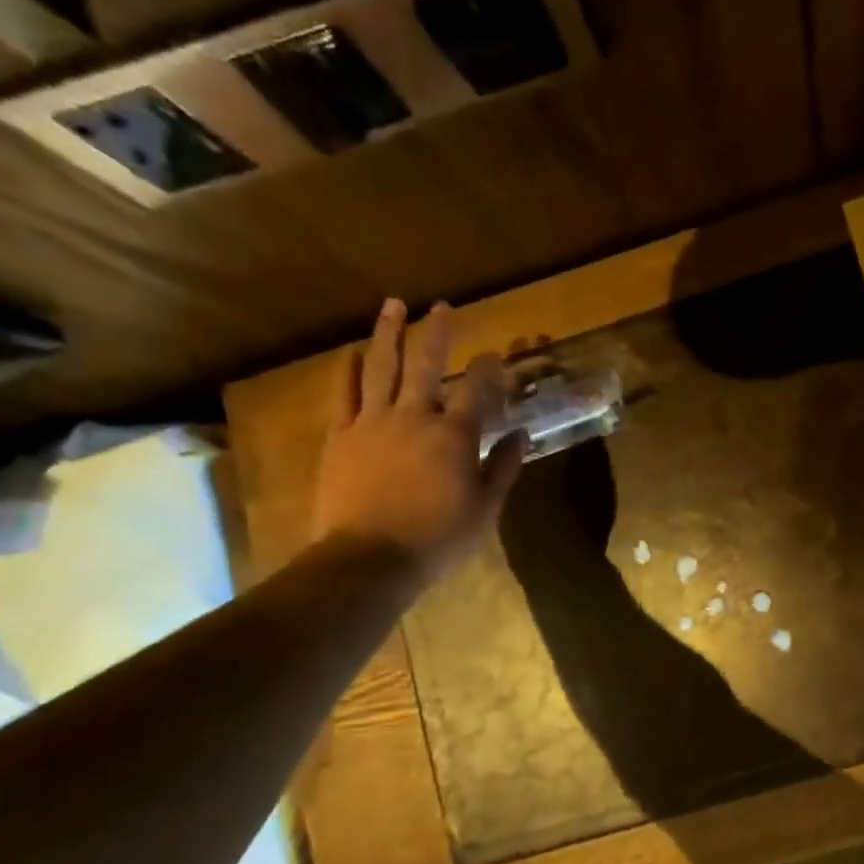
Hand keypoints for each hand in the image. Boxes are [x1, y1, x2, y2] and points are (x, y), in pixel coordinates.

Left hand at [311, 298, 527, 579]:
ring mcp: (373, 422)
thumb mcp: (486, 509)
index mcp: (455, 436)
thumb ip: (504, 467)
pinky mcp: (341, 436)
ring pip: (381, 367)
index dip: (488, 368)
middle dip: (437, 332)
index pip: (477, 390)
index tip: (494, 352)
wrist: (370, 558)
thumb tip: (523, 435)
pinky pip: (344, 394)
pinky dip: (348, 370)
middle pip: (426, 364)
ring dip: (388, 333)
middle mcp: (415, 417)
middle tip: (442, 306)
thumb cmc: (438, 538)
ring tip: (393, 305)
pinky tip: (352, 353)